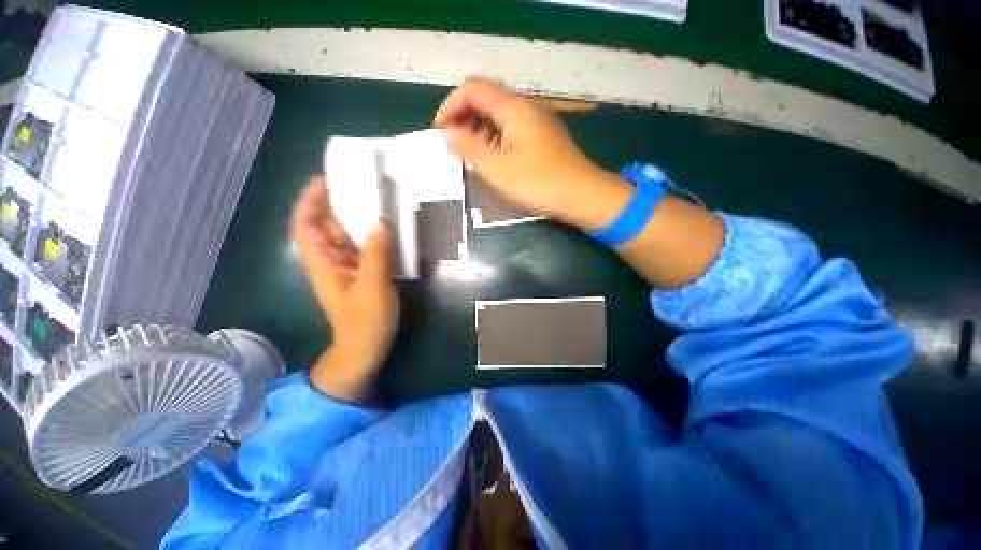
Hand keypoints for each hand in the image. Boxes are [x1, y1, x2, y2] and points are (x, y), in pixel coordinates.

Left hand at [290, 176, 399, 401]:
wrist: (365, 347)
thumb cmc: (364, 321)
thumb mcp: (373, 287)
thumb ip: (375, 255)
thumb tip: (378, 224)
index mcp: (322, 264)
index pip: (305, 227)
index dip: (309, 203)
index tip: (324, 182)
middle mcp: (330, 262)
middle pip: (327, 227)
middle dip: (338, 205)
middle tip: (359, 186)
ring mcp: (347, 267)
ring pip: (346, 237)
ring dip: (357, 219)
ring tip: (375, 202)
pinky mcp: (361, 273)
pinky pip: (362, 248)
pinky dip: (371, 236)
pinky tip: (386, 229)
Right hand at [433, 79, 631, 229]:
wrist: (582, 196)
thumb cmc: (539, 183)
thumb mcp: (498, 169)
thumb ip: (470, 148)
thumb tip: (446, 134)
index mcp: (514, 108)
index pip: (473, 90)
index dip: (451, 106)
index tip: (439, 131)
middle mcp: (526, 108)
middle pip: (486, 100)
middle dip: (463, 119)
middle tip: (453, 146)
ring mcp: (536, 123)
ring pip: (498, 117)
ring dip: (478, 131)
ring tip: (468, 156)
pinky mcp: (542, 139)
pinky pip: (511, 131)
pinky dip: (494, 140)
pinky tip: (491, 159)